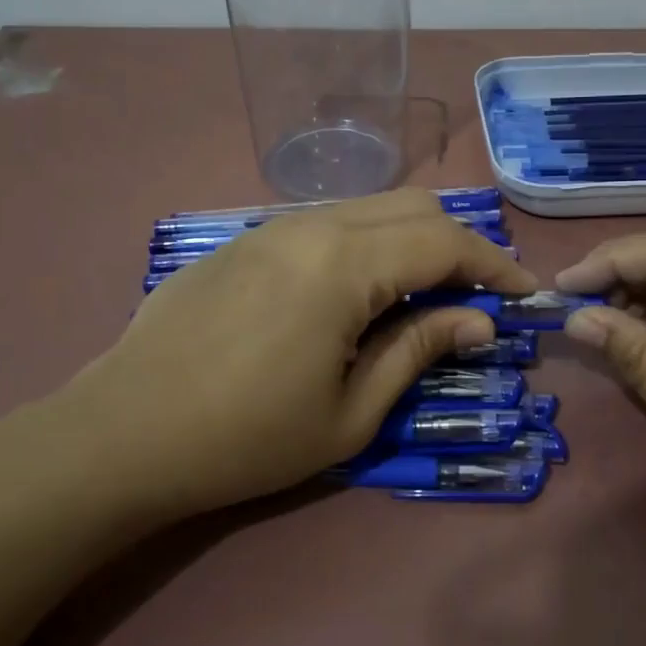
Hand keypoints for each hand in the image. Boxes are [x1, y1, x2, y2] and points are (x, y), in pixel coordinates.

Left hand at [60, 189, 536, 519]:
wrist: (121, 435)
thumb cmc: (246, 438)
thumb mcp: (351, 411)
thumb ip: (418, 349)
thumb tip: (478, 320)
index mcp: (344, 264)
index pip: (445, 241)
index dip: (494, 264)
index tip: (524, 294)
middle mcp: (312, 226)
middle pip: (413, 206)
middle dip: (459, 243)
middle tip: (478, 292)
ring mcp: (271, 227)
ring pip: (368, 208)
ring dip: (411, 239)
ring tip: (425, 292)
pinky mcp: (244, 241)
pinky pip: (326, 223)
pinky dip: (366, 243)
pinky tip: (358, 290)